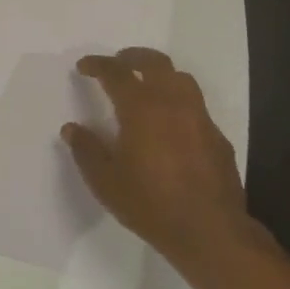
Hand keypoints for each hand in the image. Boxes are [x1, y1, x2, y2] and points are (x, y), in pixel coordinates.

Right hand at [61, 47, 269, 276]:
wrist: (209, 232)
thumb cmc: (150, 203)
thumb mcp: (105, 181)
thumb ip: (86, 150)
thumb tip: (72, 129)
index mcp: (141, 107)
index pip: (116, 72)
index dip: (98, 64)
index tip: (84, 66)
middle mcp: (172, 103)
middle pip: (155, 62)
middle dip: (133, 57)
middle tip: (118, 62)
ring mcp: (199, 118)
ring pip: (181, 79)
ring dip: (161, 74)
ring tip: (147, 86)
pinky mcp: (217, 137)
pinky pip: (196, 107)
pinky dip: (178, 103)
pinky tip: (171, 125)